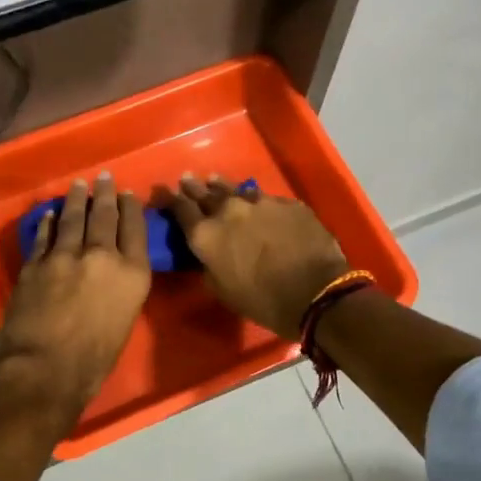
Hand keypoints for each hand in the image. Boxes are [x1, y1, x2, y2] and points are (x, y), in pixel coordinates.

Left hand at [0, 173, 151, 410]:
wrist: (44, 369)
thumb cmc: (93, 361)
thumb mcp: (123, 322)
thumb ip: (120, 290)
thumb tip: (110, 278)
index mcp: (132, 274)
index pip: (134, 229)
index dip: (131, 208)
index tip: (128, 193)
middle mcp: (102, 256)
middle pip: (104, 216)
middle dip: (105, 194)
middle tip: (104, 177)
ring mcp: (65, 256)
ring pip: (73, 218)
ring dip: (77, 200)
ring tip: (79, 185)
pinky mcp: (36, 263)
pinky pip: (45, 235)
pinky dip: (49, 222)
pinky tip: (51, 214)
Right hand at [162, 174, 347, 338]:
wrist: (316, 292)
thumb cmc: (262, 301)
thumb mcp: (222, 290)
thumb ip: (209, 264)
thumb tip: (209, 254)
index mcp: (206, 234)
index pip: (180, 209)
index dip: (170, 199)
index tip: (164, 190)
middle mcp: (228, 211)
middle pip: (206, 193)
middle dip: (195, 187)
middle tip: (188, 179)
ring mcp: (260, 203)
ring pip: (236, 190)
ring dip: (224, 187)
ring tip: (215, 180)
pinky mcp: (288, 204)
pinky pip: (267, 200)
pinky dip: (258, 202)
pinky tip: (259, 204)